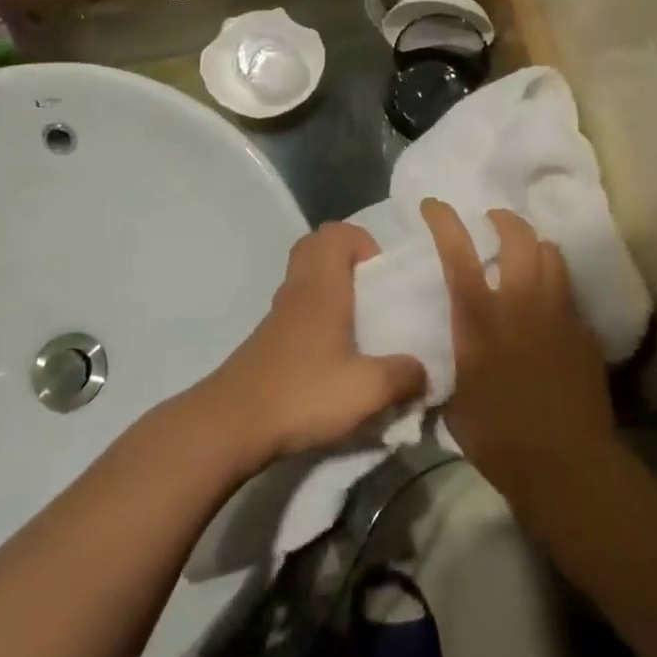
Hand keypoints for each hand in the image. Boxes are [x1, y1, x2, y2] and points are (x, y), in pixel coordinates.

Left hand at [196, 223, 426, 469]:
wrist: (232, 423)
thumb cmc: (302, 394)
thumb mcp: (367, 390)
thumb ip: (404, 376)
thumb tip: (424, 370)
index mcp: (322, 286)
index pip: (337, 233)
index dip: (364, 242)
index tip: (383, 277)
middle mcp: (298, 289)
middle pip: (317, 247)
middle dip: (348, 259)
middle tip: (372, 294)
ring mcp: (279, 313)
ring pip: (306, 277)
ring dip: (333, 288)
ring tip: (361, 328)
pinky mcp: (269, 338)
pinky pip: (298, 306)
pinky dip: (318, 315)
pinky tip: (336, 357)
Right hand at [421, 199, 614, 501]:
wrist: (566, 465)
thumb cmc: (498, 437)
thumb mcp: (455, 400)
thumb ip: (450, 366)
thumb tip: (437, 362)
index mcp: (479, 317)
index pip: (458, 252)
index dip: (443, 220)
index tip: (433, 205)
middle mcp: (520, 302)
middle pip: (518, 236)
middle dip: (503, 220)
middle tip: (492, 222)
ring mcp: (558, 313)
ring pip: (552, 254)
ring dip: (534, 246)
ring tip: (524, 256)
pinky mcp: (585, 331)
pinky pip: (568, 291)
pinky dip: (554, 286)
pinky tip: (548, 307)